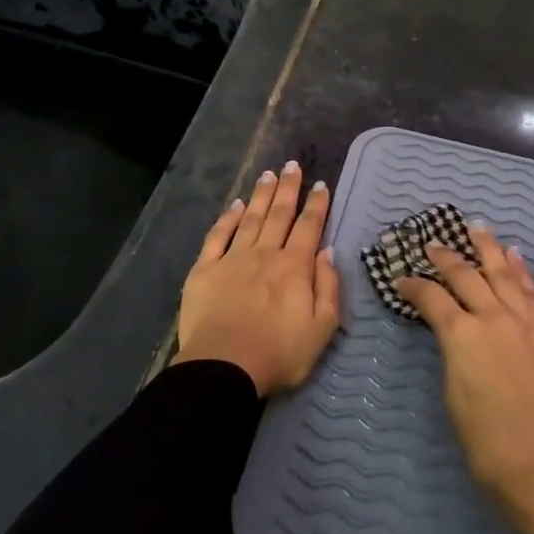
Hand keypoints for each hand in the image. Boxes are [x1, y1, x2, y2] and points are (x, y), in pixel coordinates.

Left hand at [175, 161, 340, 396]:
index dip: (316, 205)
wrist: (224, 367)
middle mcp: (265, 254)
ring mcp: (233, 258)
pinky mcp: (205, 269)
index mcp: (294, 267)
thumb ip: (328, 287)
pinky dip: (228, 218)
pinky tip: (237, 205)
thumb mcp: (322, 328)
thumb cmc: (279, 353)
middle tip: (292, 165)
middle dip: (288, 188)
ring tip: (268, 174)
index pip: (309, 227)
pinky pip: (218, 236)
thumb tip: (327, 251)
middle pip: (279, 214)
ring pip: (251, 218)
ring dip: (261, 195)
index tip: (320, 185)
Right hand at [395, 225, 533, 533]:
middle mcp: (495, 318)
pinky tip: (516, 258)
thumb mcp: (454, 395)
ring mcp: (528, 322)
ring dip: (489, 249)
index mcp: (463, 336)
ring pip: (505, 273)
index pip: (432, 299)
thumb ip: (454, 354)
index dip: (414, 286)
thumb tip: (456, 337)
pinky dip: (522, 272)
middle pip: (467, 276)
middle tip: (434, 244)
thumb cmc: (488, 444)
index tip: (402, 279)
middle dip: (447, 258)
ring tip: (478, 229)